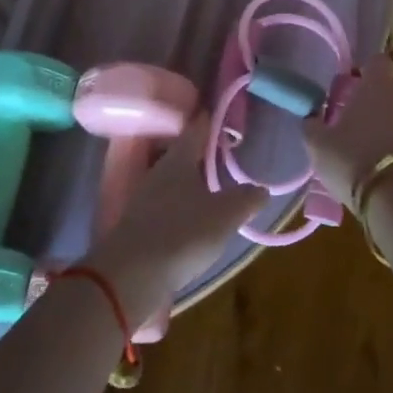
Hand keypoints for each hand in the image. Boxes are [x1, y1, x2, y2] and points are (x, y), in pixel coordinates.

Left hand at [86, 113, 267, 326]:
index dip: (210, 120)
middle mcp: (158, 172)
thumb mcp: (224, 216)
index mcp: (178, 159)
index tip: (222, 114)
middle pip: (181, 153)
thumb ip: (245, 199)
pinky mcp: (138, 224)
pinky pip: (164, 203)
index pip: (196, 129)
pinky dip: (180, 203)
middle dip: (201, 152)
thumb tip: (261, 188)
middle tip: (223, 153)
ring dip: (190, 180)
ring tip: (212, 187)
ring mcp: (144, 198)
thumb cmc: (182, 234)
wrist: (130, 277)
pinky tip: (193, 217)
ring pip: (172, 179)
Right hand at [303, 54, 392, 207]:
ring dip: (383, 120)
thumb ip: (312, 123)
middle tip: (349, 115)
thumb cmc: (352, 157)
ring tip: (361, 142)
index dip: (362, 70)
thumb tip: (312, 117)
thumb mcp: (317, 142)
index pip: (376, 61)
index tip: (347, 85)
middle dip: (371, 96)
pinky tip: (376, 160)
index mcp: (377, 85)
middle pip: (388, 86)